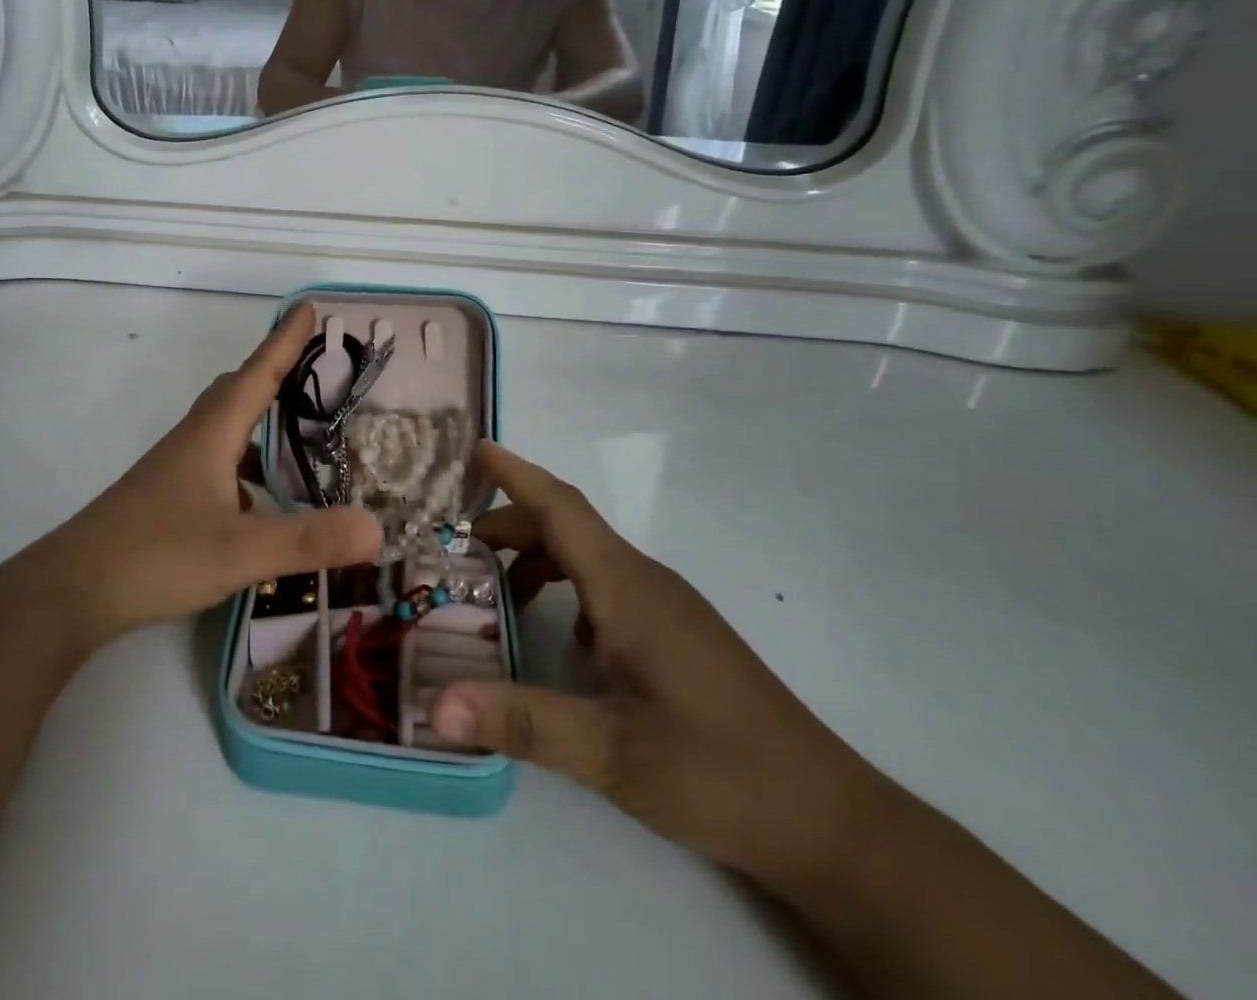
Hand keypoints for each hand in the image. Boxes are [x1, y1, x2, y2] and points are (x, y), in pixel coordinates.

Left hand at [36, 304, 382, 651]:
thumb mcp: (240, 552)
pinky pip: (214, 464)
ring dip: (257, 424)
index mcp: (211, 435)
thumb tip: (377, 529)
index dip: (284, 341)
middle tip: (309, 371)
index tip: (307, 308)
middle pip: (235, 392)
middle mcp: (192, 442)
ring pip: (222, 430)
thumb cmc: (156, 556)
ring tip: (295, 441)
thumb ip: (308, 540)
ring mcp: (173, 471)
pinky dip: (242, 467)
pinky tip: (257, 504)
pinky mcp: (164, 499)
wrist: (70, 590)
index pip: (256, 374)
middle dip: (271, 374)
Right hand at [429, 442, 892, 892]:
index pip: (559, 506)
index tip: (473, 447)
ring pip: (587, 558)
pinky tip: (561, 638)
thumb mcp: (610, 752)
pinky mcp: (677, 634)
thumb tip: (436, 705)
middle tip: (457, 549)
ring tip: (496, 595)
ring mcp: (666, 606)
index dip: (514, 473)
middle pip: (566, 527)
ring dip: (538, 560)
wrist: (831, 820)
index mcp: (625, 587)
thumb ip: (522, 722)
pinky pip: (608, 587)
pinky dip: (568, 590)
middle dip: (509, 526)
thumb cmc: (719, 772)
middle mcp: (644, 581)